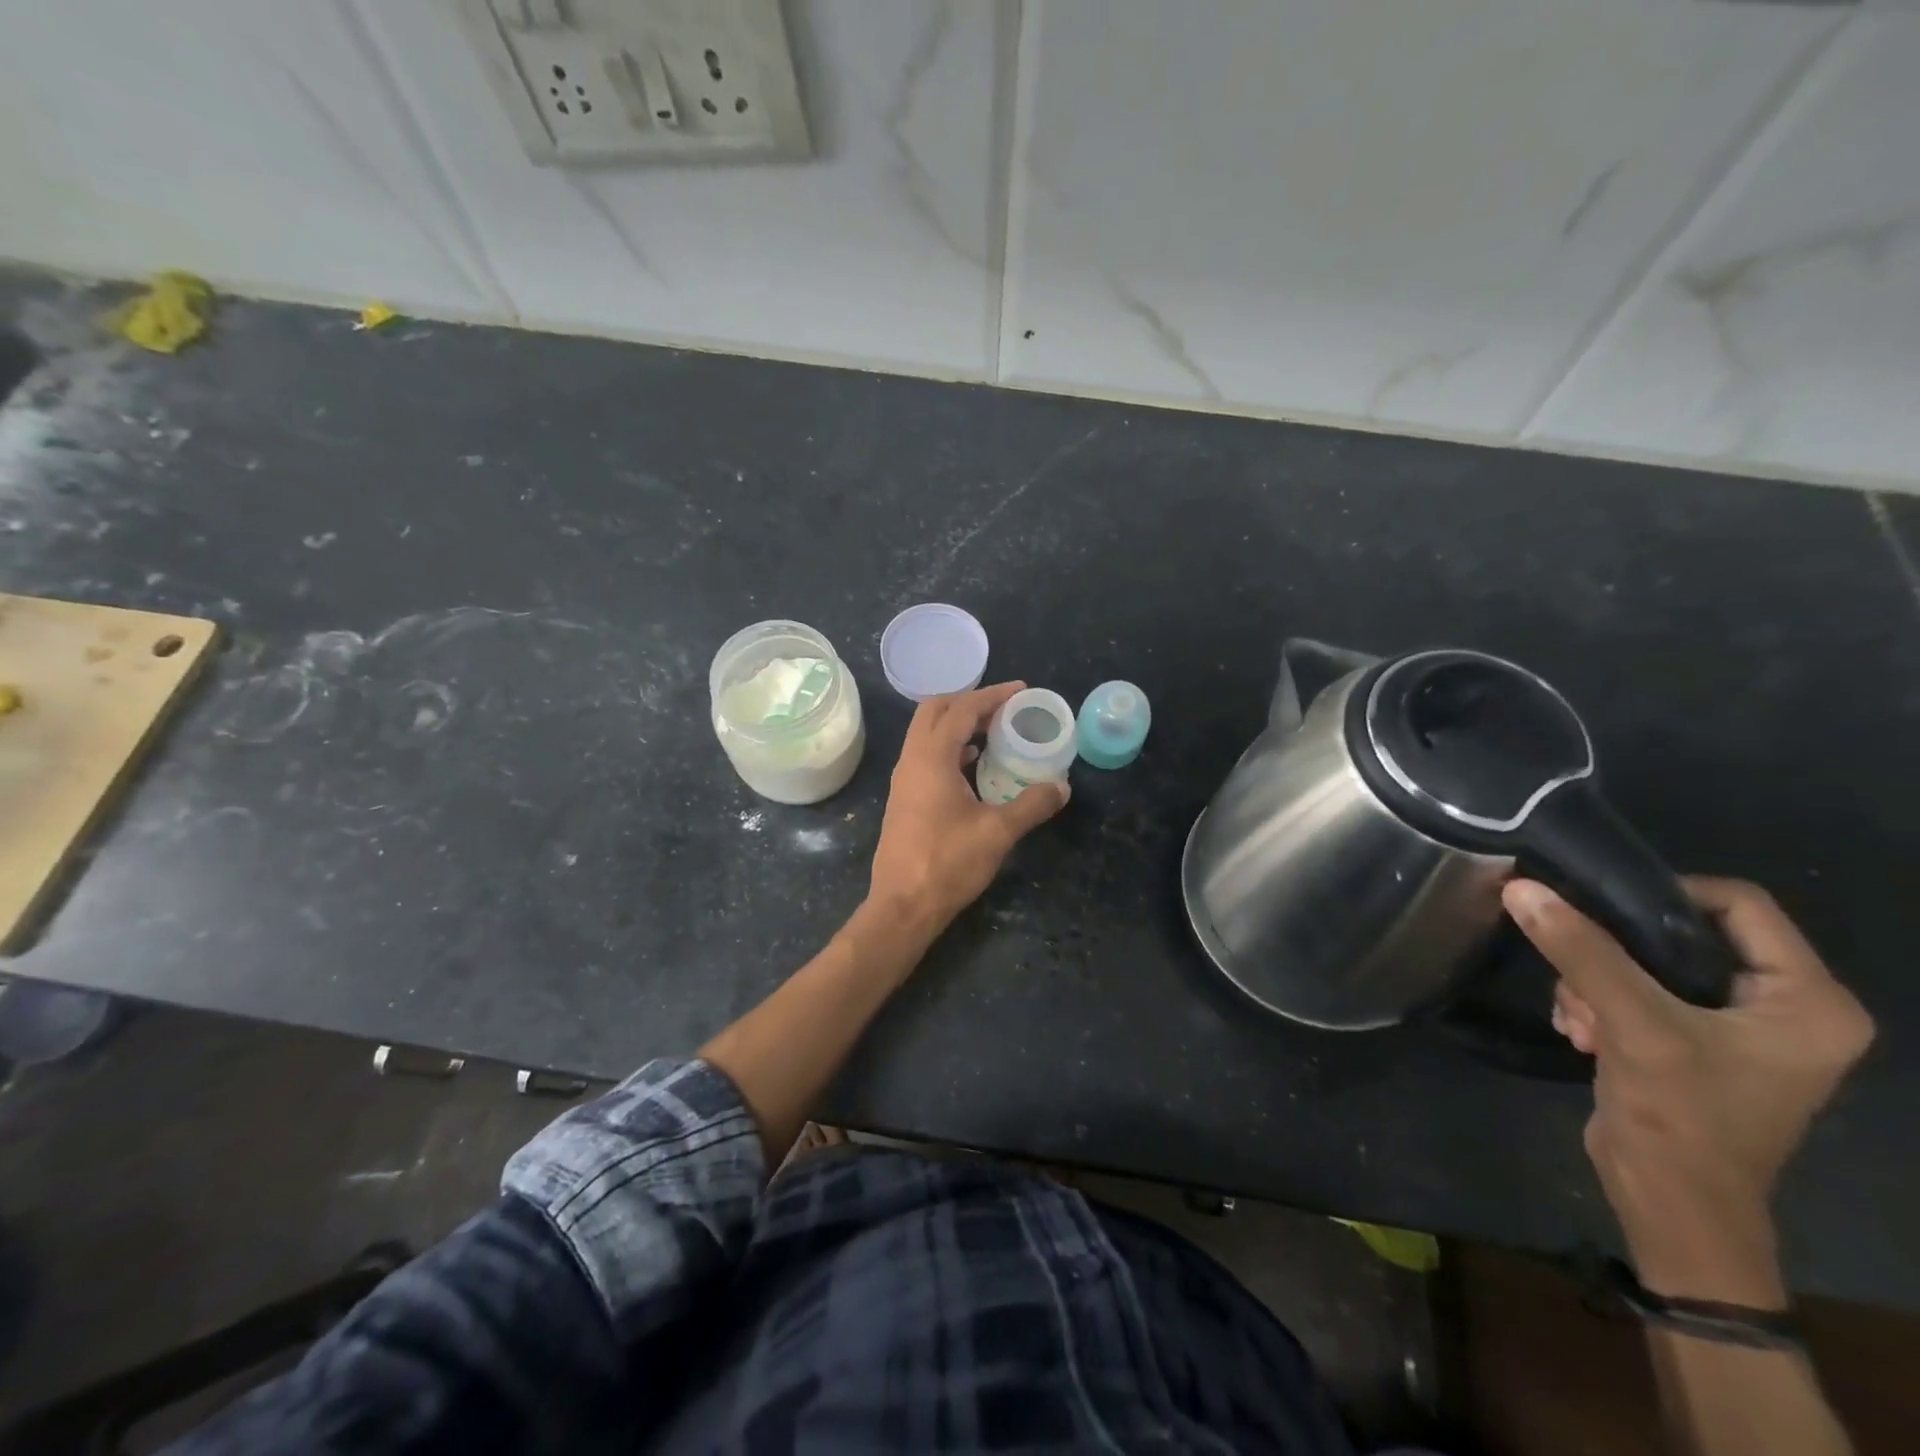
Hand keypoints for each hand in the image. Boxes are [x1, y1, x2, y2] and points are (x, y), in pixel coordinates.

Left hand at [868, 682, 1067, 933]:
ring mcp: (903, 780)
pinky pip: (925, 756)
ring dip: (957, 725)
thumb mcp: (998, 832)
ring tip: (993, 732)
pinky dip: (949, 748)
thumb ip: (1032, 805)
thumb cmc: (948, 863)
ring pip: (926, 734)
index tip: (1020, 690)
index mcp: (931, 757)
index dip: (992, 695)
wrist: (903, 906)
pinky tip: (973, 765)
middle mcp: (911, 760)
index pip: (961, 709)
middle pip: (934, 711)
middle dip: (969, 702)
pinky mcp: (904, 798)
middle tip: (1003, 709)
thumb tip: (1062, 788)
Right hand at [1504, 877, 1873, 1297]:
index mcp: (1809, 1001)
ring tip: (1579, 1018)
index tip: (1596, 904)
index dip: (1663, 892)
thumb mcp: (1632, 1023)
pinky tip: (1580, 1032)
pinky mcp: (1691, 1042)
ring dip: (1595, 982)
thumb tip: (1521, 887)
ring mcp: (1735, 1027)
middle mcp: (1783, 1007)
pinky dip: (1598, 1003)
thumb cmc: (1682, 1116)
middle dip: (1614, 951)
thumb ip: (1580, 951)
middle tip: (1577, 974)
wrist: (1670, 1203)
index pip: (1738, 904)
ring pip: (1645, 961)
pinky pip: (1634, 990)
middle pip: (1682, 932)